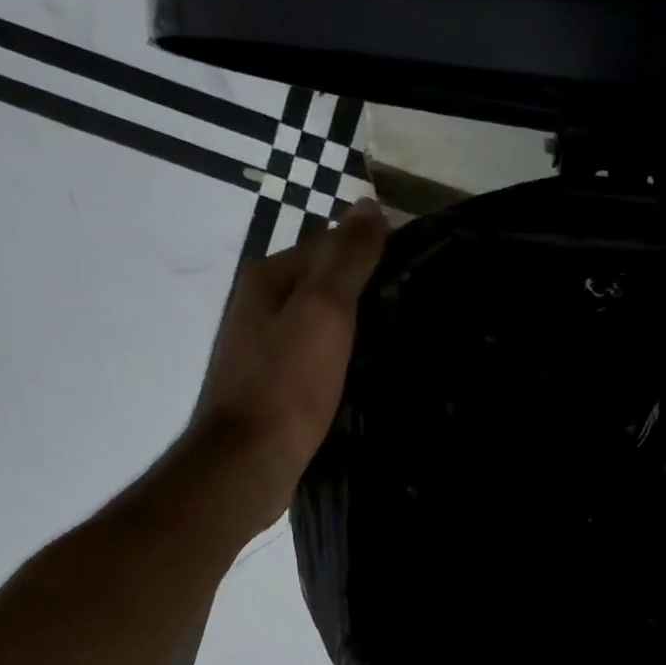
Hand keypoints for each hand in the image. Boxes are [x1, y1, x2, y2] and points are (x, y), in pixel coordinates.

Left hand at [187, 200, 387, 521]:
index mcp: (268, 279)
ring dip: (355, 329)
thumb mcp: (324, 311)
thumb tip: (369, 204)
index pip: (328, 246)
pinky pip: (316, 359)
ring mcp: (264, 350)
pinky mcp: (274, 387)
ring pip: (321, 325)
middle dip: (365, 292)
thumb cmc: (287, 383)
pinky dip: (342, 360)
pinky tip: (368, 374)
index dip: (371, 254)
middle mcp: (260, 307)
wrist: (250, 461)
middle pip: (323, 286)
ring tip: (401, 341)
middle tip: (415, 308)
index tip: (415, 273)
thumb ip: (347, 258)